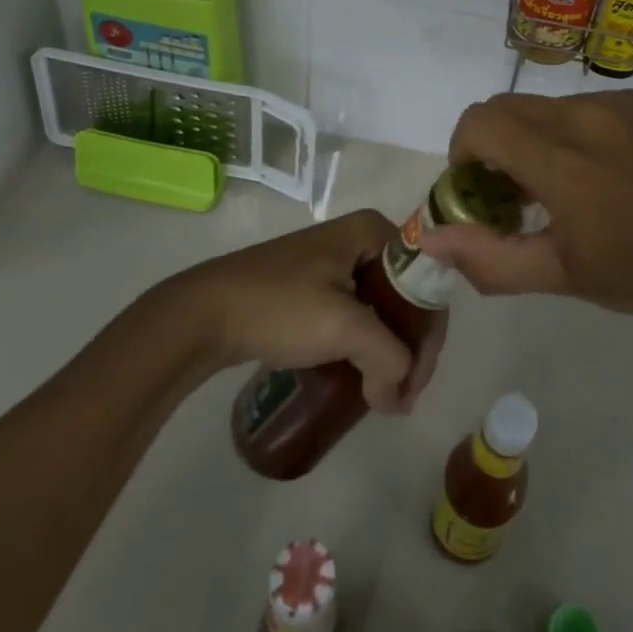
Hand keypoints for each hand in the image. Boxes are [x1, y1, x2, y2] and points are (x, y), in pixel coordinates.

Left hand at [149, 210, 445, 414]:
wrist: (204, 313)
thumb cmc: (279, 306)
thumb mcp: (343, 327)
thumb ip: (387, 360)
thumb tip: (397, 400)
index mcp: (372, 231)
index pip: (424, 281)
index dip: (429, 334)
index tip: (416, 382)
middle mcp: (359, 238)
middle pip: (406, 295)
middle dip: (410, 346)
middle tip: (402, 394)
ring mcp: (334, 262)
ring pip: (382, 307)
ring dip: (388, 350)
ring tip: (385, 393)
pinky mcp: (314, 286)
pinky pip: (357, 314)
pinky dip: (365, 345)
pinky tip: (361, 375)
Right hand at [421, 90, 632, 322]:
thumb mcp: (564, 276)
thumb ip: (491, 258)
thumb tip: (434, 241)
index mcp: (558, 158)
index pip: (479, 123)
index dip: (462, 153)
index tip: (477, 190)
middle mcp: (582, 115)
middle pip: (505, 108)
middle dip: (492, 146)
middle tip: (513, 195)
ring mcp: (616, 103)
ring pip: (544, 106)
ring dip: (532, 139)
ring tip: (563, 188)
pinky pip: (583, 106)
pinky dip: (569, 132)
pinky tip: (604, 174)